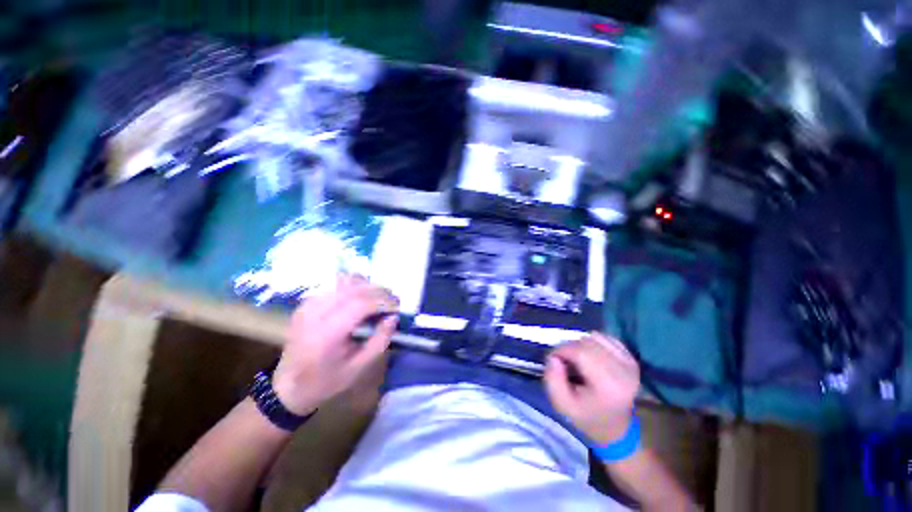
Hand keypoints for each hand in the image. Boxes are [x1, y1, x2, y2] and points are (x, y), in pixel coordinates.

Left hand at [273, 275, 398, 414]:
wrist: (288, 386)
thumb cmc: (326, 381)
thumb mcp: (359, 368)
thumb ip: (380, 340)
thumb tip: (394, 316)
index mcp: (326, 334)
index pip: (360, 304)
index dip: (383, 301)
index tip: (398, 307)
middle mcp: (315, 313)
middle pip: (354, 288)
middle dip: (379, 291)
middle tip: (393, 302)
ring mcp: (309, 304)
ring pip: (345, 281)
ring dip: (368, 286)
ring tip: (379, 299)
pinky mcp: (308, 301)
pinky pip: (336, 284)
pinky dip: (355, 286)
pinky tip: (362, 298)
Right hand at [544, 333, 639, 444]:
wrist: (616, 428)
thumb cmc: (587, 417)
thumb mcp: (562, 405)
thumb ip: (552, 380)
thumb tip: (553, 357)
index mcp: (608, 384)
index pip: (580, 352)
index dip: (562, 351)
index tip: (554, 360)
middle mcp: (623, 370)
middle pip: (587, 342)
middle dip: (569, 347)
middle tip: (563, 361)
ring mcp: (629, 362)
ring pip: (595, 337)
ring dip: (580, 344)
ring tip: (577, 360)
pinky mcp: (630, 357)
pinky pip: (605, 337)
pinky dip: (593, 342)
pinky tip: (590, 356)